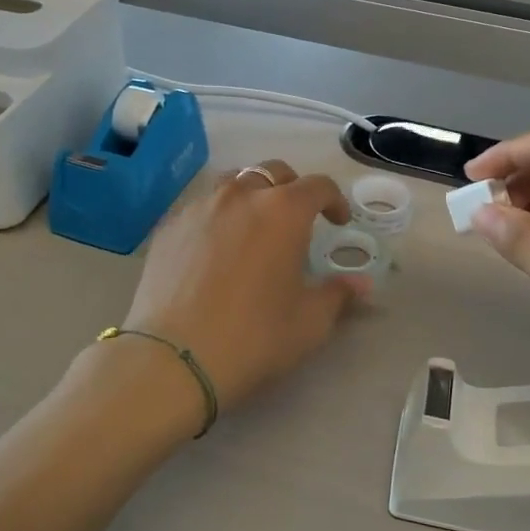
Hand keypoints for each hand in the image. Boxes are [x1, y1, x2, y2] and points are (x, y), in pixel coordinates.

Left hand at [121, 162, 368, 415]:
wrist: (173, 357)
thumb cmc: (253, 336)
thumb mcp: (309, 322)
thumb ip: (338, 295)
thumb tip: (360, 284)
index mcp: (283, 211)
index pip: (318, 186)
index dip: (334, 200)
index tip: (338, 221)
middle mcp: (241, 195)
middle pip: (273, 173)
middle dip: (292, 189)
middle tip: (297, 220)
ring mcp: (200, 207)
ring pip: (233, 183)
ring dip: (252, 195)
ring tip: (254, 226)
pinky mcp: (169, 226)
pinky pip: (202, 207)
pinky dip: (218, 216)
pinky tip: (215, 248)